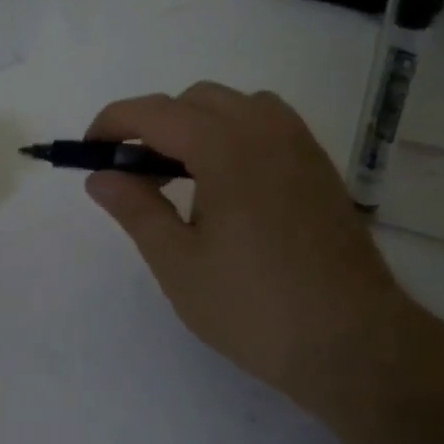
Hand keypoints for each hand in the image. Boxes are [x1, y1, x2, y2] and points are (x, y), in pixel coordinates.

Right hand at [83, 83, 417, 411]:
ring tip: (181, 177)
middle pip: (194, 100)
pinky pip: (267, 125)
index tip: (89, 151)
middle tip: (134, 176)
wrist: (354, 343)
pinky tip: (227, 186)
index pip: (155, 112)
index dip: (113, 123)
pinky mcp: (319, 169)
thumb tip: (100, 176)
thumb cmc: (254, 307)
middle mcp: (266, 131)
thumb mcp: (178, 264)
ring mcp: (300, 147)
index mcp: (226, 148)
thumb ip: (136, 209)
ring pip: (235, 106)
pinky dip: (233, 135)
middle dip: (153, 125)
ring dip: (196, 125)